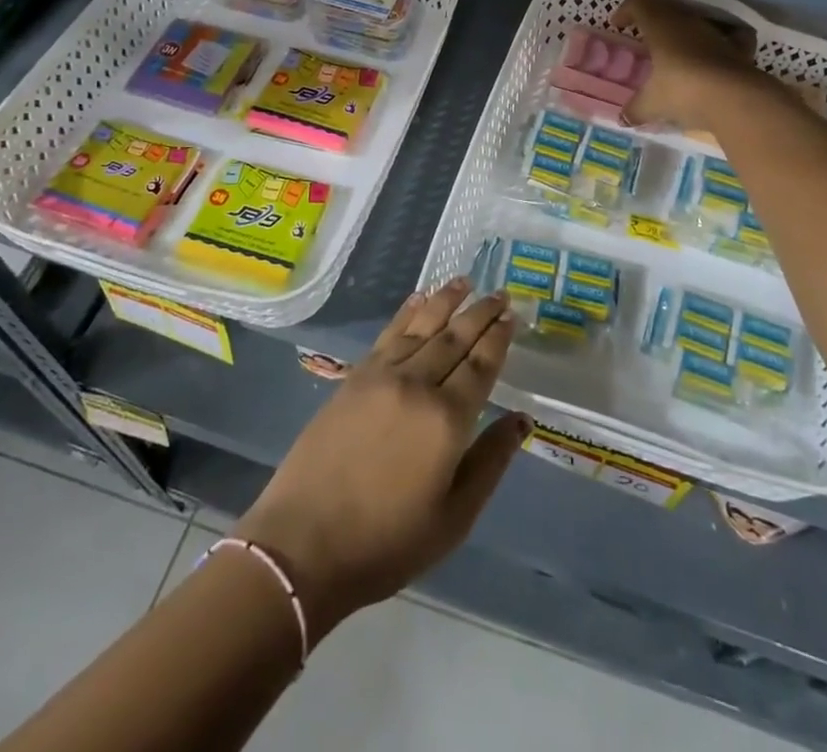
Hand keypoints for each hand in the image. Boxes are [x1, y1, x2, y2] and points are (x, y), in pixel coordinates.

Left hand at [237, 279, 528, 635]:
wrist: (304, 545)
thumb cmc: (387, 542)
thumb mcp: (454, 518)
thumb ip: (490, 462)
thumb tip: (521, 419)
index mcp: (447, 420)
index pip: (481, 365)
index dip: (499, 338)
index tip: (512, 315)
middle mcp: (417, 386)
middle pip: (455, 338)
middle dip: (480, 312)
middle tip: (499, 293)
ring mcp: (382, 377)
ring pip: (422, 327)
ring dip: (445, 301)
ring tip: (464, 280)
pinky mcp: (354, 378)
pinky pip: (388, 334)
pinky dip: (406, 313)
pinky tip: (418, 299)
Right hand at [612, 0, 765, 132]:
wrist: (736, 99)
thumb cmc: (683, 91)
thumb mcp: (652, 104)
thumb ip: (635, 108)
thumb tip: (623, 118)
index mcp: (661, 25)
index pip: (640, 3)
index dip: (626, 10)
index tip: (618, 25)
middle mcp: (688, 21)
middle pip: (667, 8)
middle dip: (653, 20)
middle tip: (644, 38)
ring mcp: (716, 33)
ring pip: (694, 22)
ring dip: (682, 32)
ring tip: (675, 52)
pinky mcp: (739, 48)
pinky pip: (727, 37)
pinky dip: (717, 43)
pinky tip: (713, 57)